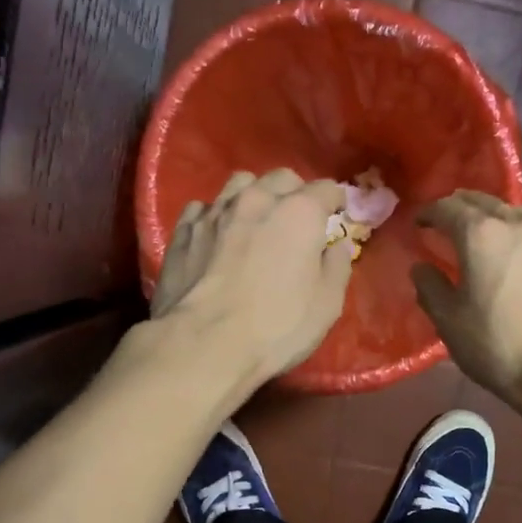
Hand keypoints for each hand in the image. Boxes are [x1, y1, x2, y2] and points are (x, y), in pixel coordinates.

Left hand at [152, 168, 351, 388]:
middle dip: (295, 193)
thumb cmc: (277, 327)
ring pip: (240, 184)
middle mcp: (257, 199)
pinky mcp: (183, 229)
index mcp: (299, 212)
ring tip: (254, 222)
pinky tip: (216, 237)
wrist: (204, 344)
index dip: (335, 201)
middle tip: (296, 221)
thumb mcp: (326, 305)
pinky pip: (204, 208)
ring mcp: (215, 211)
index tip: (335, 216)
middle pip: (282, 178)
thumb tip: (337, 245)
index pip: (326, 189)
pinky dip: (216, 216)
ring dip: (254, 196)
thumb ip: (337, 267)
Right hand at [413, 191, 521, 403]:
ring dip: (494, 217)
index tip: (419, 222)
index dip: (429, 212)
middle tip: (448, 219)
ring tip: (485, 233)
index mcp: (480, 235)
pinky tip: (521, 257)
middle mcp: (517, 224)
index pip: (447, 208)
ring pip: (515, 214)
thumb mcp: (450, 323)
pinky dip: (521, 237)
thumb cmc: (499, 346)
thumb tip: (421, 267)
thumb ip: (430, 288)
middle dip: (461, 206)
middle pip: (484, 202)